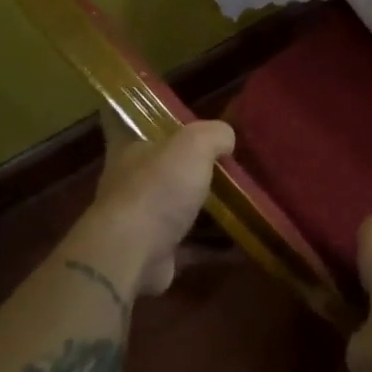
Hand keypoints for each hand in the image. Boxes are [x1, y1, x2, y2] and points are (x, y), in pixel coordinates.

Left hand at [89, 111, 234, 296]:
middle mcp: (130, 183)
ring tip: (242, 202)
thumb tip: (227, 138)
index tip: (176, 119)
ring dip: (205, 208)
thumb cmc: (158, 188)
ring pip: (177, 207)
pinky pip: (190, 244)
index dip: (149, 117)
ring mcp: (140, 220)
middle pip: (162, 168)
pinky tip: (239, 241)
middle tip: (227, 164)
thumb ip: (214, 134)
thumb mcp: (194, 144)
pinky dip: (212, 244)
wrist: (133, 254)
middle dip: (189, 167)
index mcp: (130, 149)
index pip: (130, 122)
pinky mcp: (155, 252)